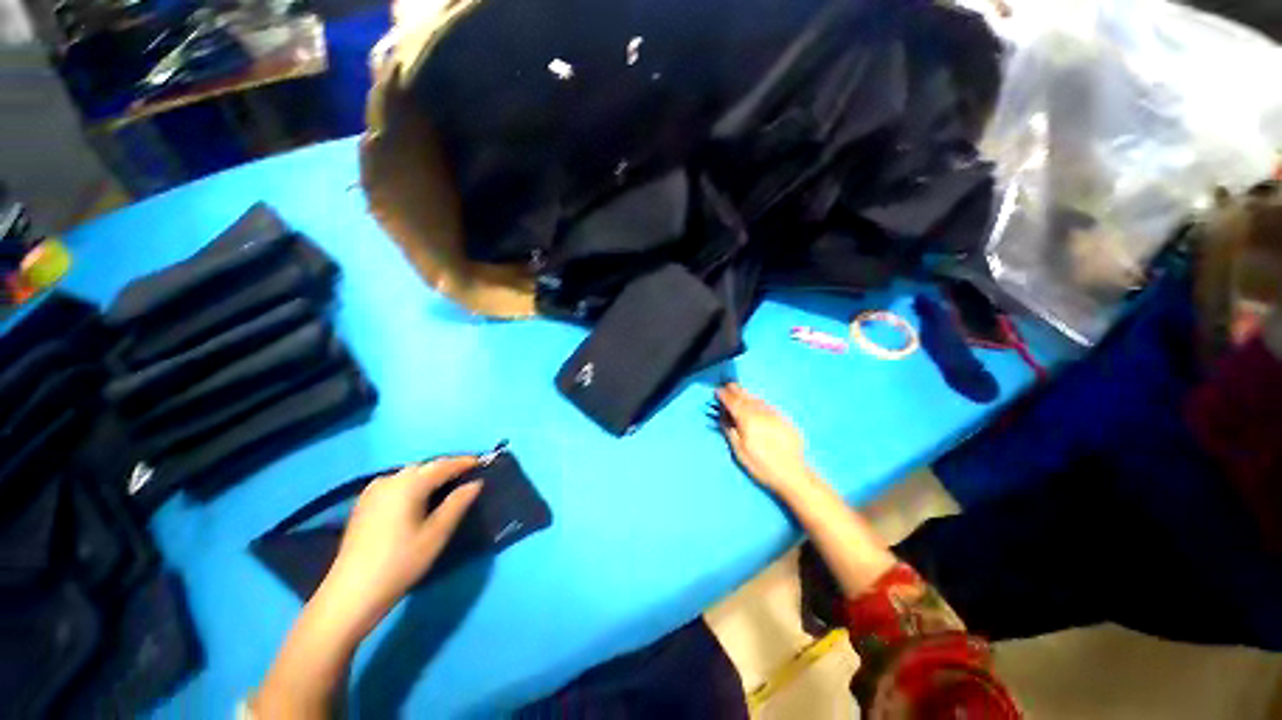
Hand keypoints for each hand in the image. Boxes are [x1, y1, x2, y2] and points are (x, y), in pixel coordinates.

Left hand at [317, 457, 482, 632]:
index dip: (465, 462)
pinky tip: (420, 497)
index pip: (444, 465)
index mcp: (409, 484)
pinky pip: (396, 483)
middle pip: (425, 466)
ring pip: (410, 474)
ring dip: (431, 475)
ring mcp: (373, 491)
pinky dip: (414, 484)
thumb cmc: (400, 563)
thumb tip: (475, 483)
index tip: (484, 462)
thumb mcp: (436, 534)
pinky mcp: (364, 504)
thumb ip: (458, 503)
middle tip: (469, 475)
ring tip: (449, 485)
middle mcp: (390, 480)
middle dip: (448, 467)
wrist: (351, 594)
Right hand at [716, 384, 817, 497]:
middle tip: (727, 385)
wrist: (793, 474)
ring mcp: (774, 414)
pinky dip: (758, 401)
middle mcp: (760, 412)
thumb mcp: (739, 451)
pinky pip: (767, 404)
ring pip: (757, 399)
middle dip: (735, 390)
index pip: (732, 402)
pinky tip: (757, 403)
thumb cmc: (761, 465)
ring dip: (746, 393)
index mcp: (747, 419)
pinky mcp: (784, 419)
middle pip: (745, 396)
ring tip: (740, 391)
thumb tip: (723, 416)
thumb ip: (729, 430)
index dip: (723, 395)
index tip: (717, 391)